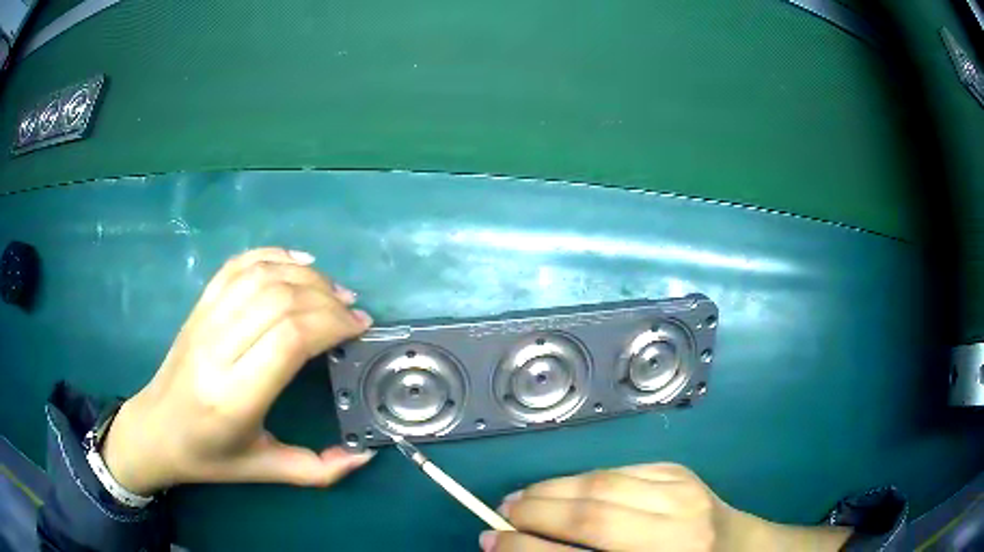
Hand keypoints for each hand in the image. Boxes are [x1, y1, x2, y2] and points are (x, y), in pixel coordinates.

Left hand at [101, 248, 374, 494]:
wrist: (155, 430)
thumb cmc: (209, 456)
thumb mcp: (264, 471)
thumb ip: (318, 470)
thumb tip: (363, 456)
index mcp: (234, 397)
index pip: (288, 339)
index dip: (330, 324)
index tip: (359, 328)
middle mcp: (217, 350)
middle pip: (279, 300)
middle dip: (326, 299)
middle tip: (353, 311)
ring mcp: (204, 321)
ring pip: (260, 276)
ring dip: (305, 276)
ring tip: (333, 290)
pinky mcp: (199, 306)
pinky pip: (237, 266)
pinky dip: (272, 255)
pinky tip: (298, 262)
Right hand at [483, 463, 851, 551]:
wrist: (743, 550)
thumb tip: (522, 549)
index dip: (524, 548)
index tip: (489, 539)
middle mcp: (677, 530)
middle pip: (589, 512)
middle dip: (533, 511)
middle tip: (501, 513)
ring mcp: (684, 493)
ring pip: (601, 482)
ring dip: (552, 489)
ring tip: (523, 498)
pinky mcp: (683, 472)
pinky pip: (620, 470)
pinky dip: (583, 479)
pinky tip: (567, 489)